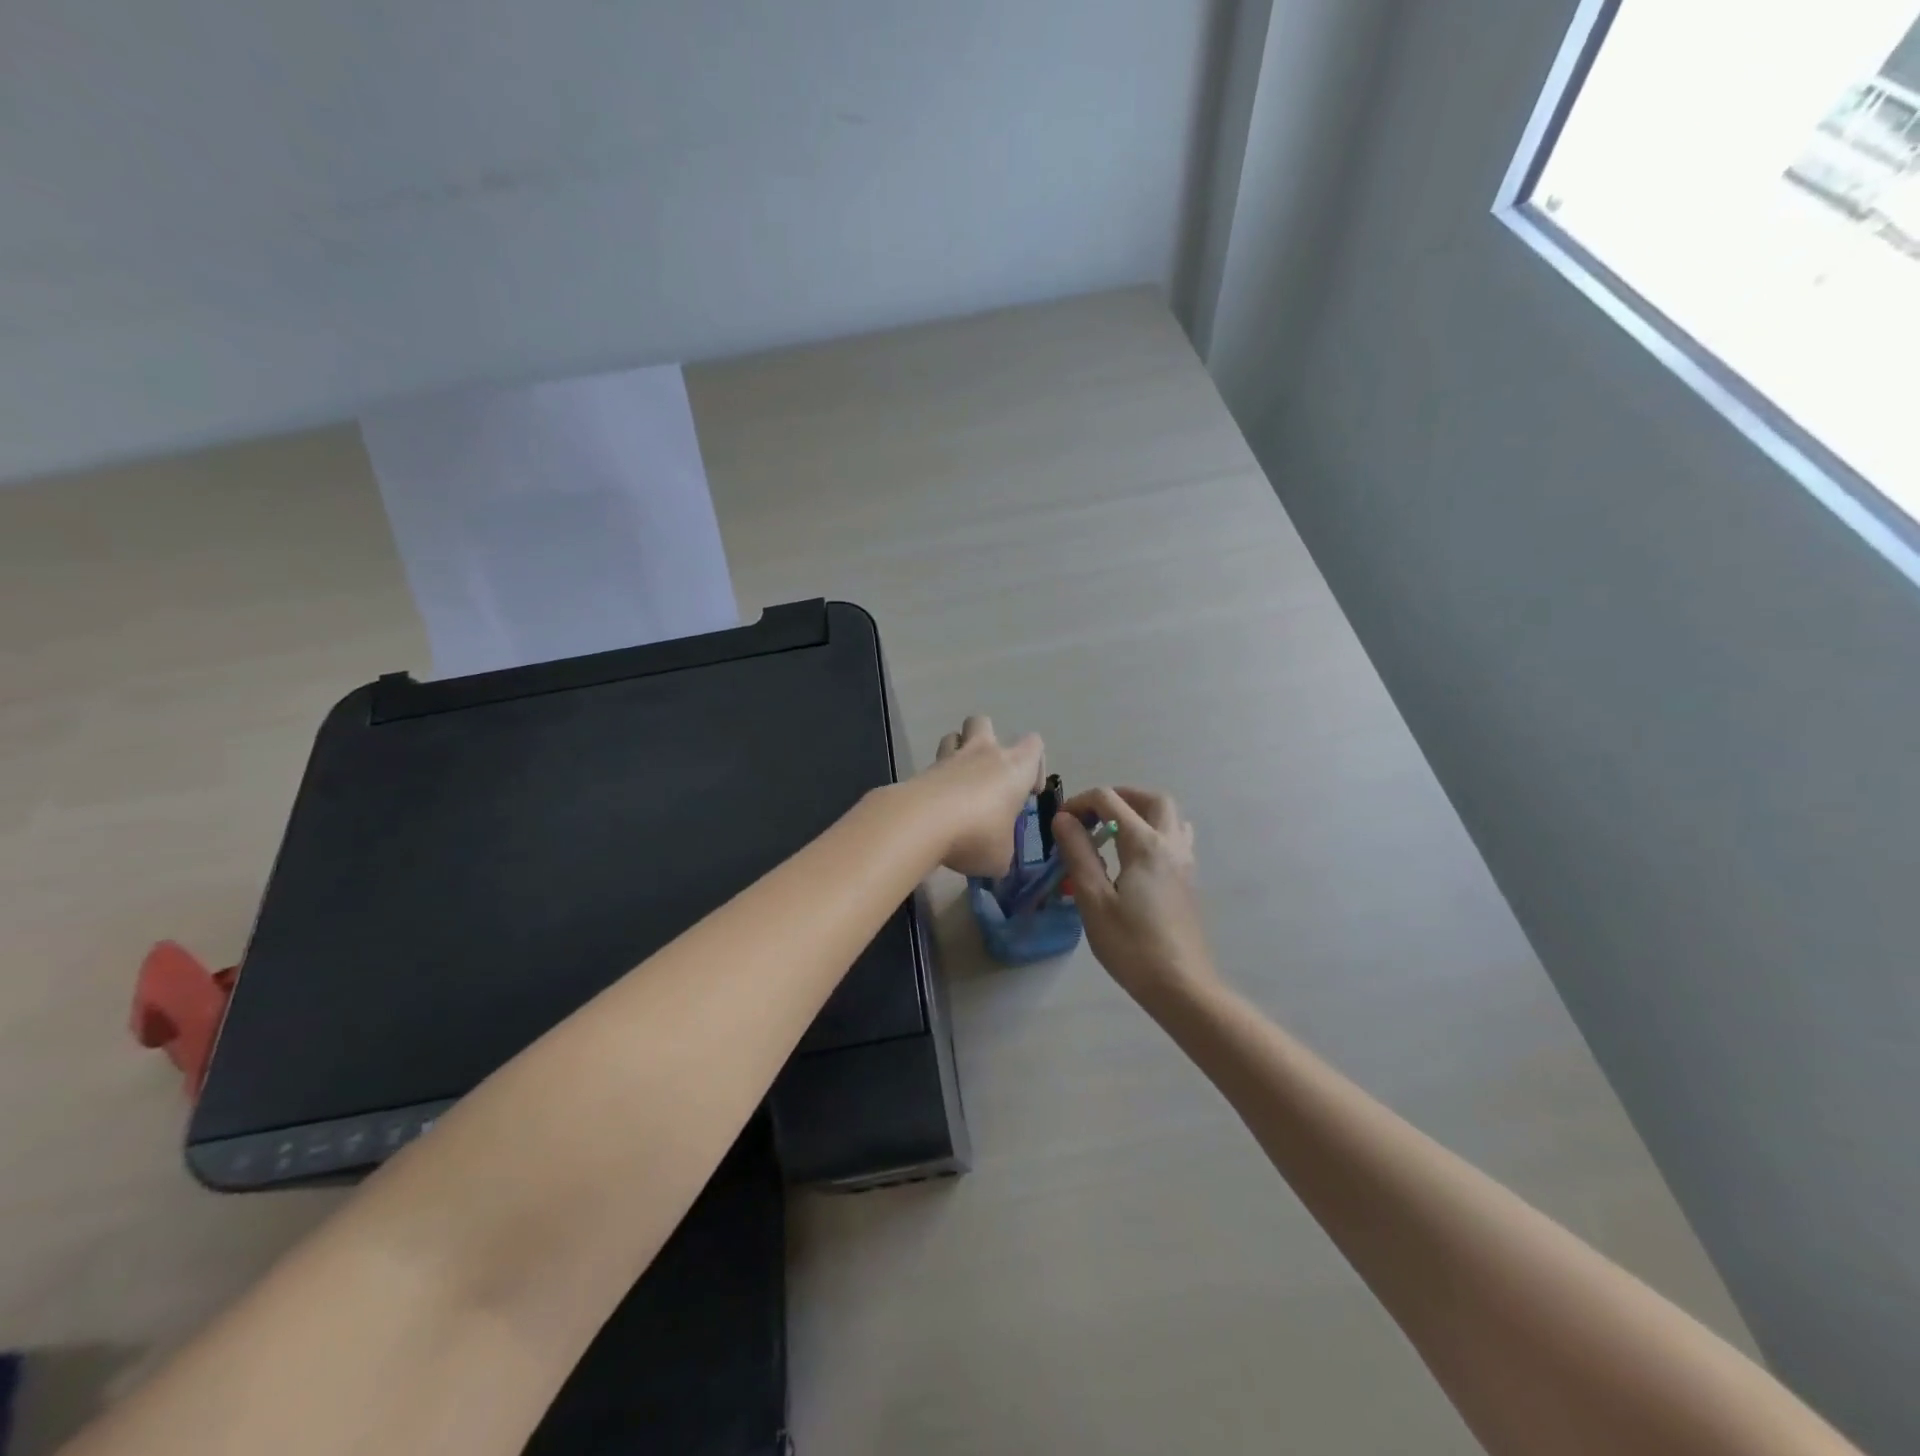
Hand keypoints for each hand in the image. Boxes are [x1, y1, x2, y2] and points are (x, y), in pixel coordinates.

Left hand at [919, 715, 1045, 877]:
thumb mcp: (1000, 857)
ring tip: (958, 784)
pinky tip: (936, 808)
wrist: (922, 823)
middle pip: (984, 722)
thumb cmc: (977, 834)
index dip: (1035, 765)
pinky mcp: (921, 771)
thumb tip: (998, 858)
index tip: (1028, 792)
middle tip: (988, 775)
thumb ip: (1003, 852)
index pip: (1034, 745)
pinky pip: (932, 766)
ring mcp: (949, 758)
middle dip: (987, 740)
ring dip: (956, 752)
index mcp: (1015, 767)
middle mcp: (983, 753)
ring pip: (953, 736)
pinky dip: (936, 781)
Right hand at [1052, 786, 1220, 1013]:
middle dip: (1119, 796)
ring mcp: (1185, 862)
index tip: (1060, 823)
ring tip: (1113, 832)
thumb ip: (1079, 853)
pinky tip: (1134, 858)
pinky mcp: (1189, 880)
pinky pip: (1176, 837)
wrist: (1181, 986)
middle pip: (1151, 798)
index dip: (1080, 803)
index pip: (1110, 800)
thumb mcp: (1094, 900)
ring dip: (1141, 811)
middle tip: (1092, 815)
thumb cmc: (1132, 946)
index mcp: (1145, 844)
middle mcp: (1170, 844)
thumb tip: (1063, 819)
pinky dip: (1154, 831)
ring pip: (1170, 816)